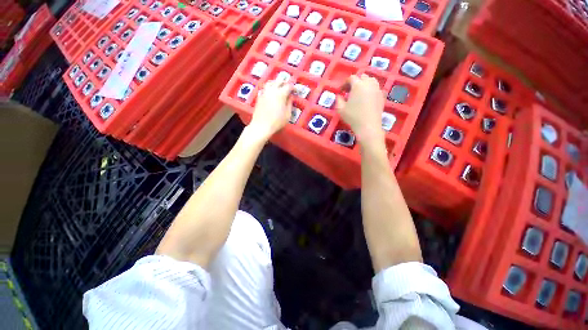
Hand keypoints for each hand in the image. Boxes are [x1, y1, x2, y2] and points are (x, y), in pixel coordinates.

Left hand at [248, 80, 292, 139]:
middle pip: (279, 81)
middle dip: (285, 83)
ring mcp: (264, 93)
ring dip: (276, 83)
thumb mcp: (287, 114)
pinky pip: (265, 88)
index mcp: (280, 94)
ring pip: (270, 83)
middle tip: (288, 87)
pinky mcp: (259, 97)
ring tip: (279, 87)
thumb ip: (290, 104)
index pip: (288, 86)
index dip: (293, 87)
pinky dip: (269, 88)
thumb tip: (290, 97)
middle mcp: (272, 90)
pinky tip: (271, 93)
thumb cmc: (276, 122)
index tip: (295, 90)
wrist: (261, 126)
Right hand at [336, 74, 384, 143]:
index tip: (341, 90)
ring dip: (364, 84)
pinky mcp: (382, 96)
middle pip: (362, 77)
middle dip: (355, 82)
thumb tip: (339, 95)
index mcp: (358, 85)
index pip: (351, 78)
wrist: (368, 126)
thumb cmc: (353, 117)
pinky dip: (371, 90)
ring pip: (371, 81)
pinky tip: (367, 98)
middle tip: (350, 91)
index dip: (345, 83)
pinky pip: (376, 88)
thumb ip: (338, 100)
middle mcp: (369, 84)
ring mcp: (377, 89)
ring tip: (359, 93)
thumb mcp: (340, 109)